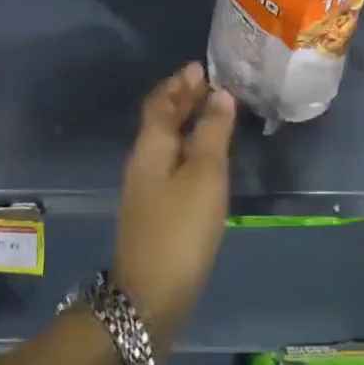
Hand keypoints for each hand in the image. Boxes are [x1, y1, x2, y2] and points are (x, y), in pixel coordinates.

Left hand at [113, 62, 235, 359]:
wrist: (149, 298)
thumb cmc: (180, 228)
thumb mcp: (205, 175)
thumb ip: (213, 132)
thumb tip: (220, 93)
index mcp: (152, 145)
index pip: (162, 102)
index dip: (180, 83)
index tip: (200, 66)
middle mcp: (143, 160)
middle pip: (160, 119)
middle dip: (181, 99)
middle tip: (207, 82)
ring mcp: (146, 188)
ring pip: (165, 141)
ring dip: (184, 121)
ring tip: (211, 111)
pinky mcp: (154, 210)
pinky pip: (170, 161)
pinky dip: (186, 146)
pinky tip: (203, 156)